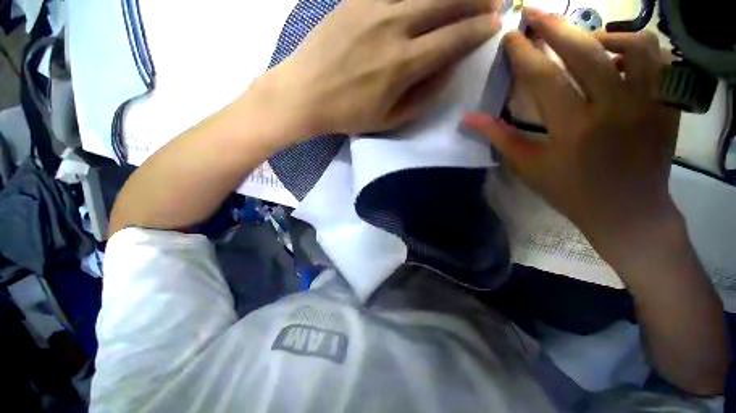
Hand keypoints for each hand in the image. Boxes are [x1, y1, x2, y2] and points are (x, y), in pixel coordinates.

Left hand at [260, 0, 501, 136]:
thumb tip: (447, 69)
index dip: (480, 29)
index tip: (495, 25)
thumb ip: (422, 96)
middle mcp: (393, 26)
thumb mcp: (389, 120)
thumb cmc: (348, 114)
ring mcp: (372, 7)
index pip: (454, 39)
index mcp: (403, 64)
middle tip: (493, 0)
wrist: (305, 94)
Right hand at [464, 9, 680, 259]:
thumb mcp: (527, 166)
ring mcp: (648, 102)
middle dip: (555, 25)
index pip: (543, 76)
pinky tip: (617, 57)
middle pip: (585, 49)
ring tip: (584, 40)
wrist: (627, 210)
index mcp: (573, 128)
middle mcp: (614, 107)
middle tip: (535, 13)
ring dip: (602, 33)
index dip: (523, 52)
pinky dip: (636, 48)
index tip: (511, 35)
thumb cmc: (570, 191)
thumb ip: (499, 137)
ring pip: (633, 43)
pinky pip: (657, 59)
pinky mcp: (667, 103)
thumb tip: (468, 118)